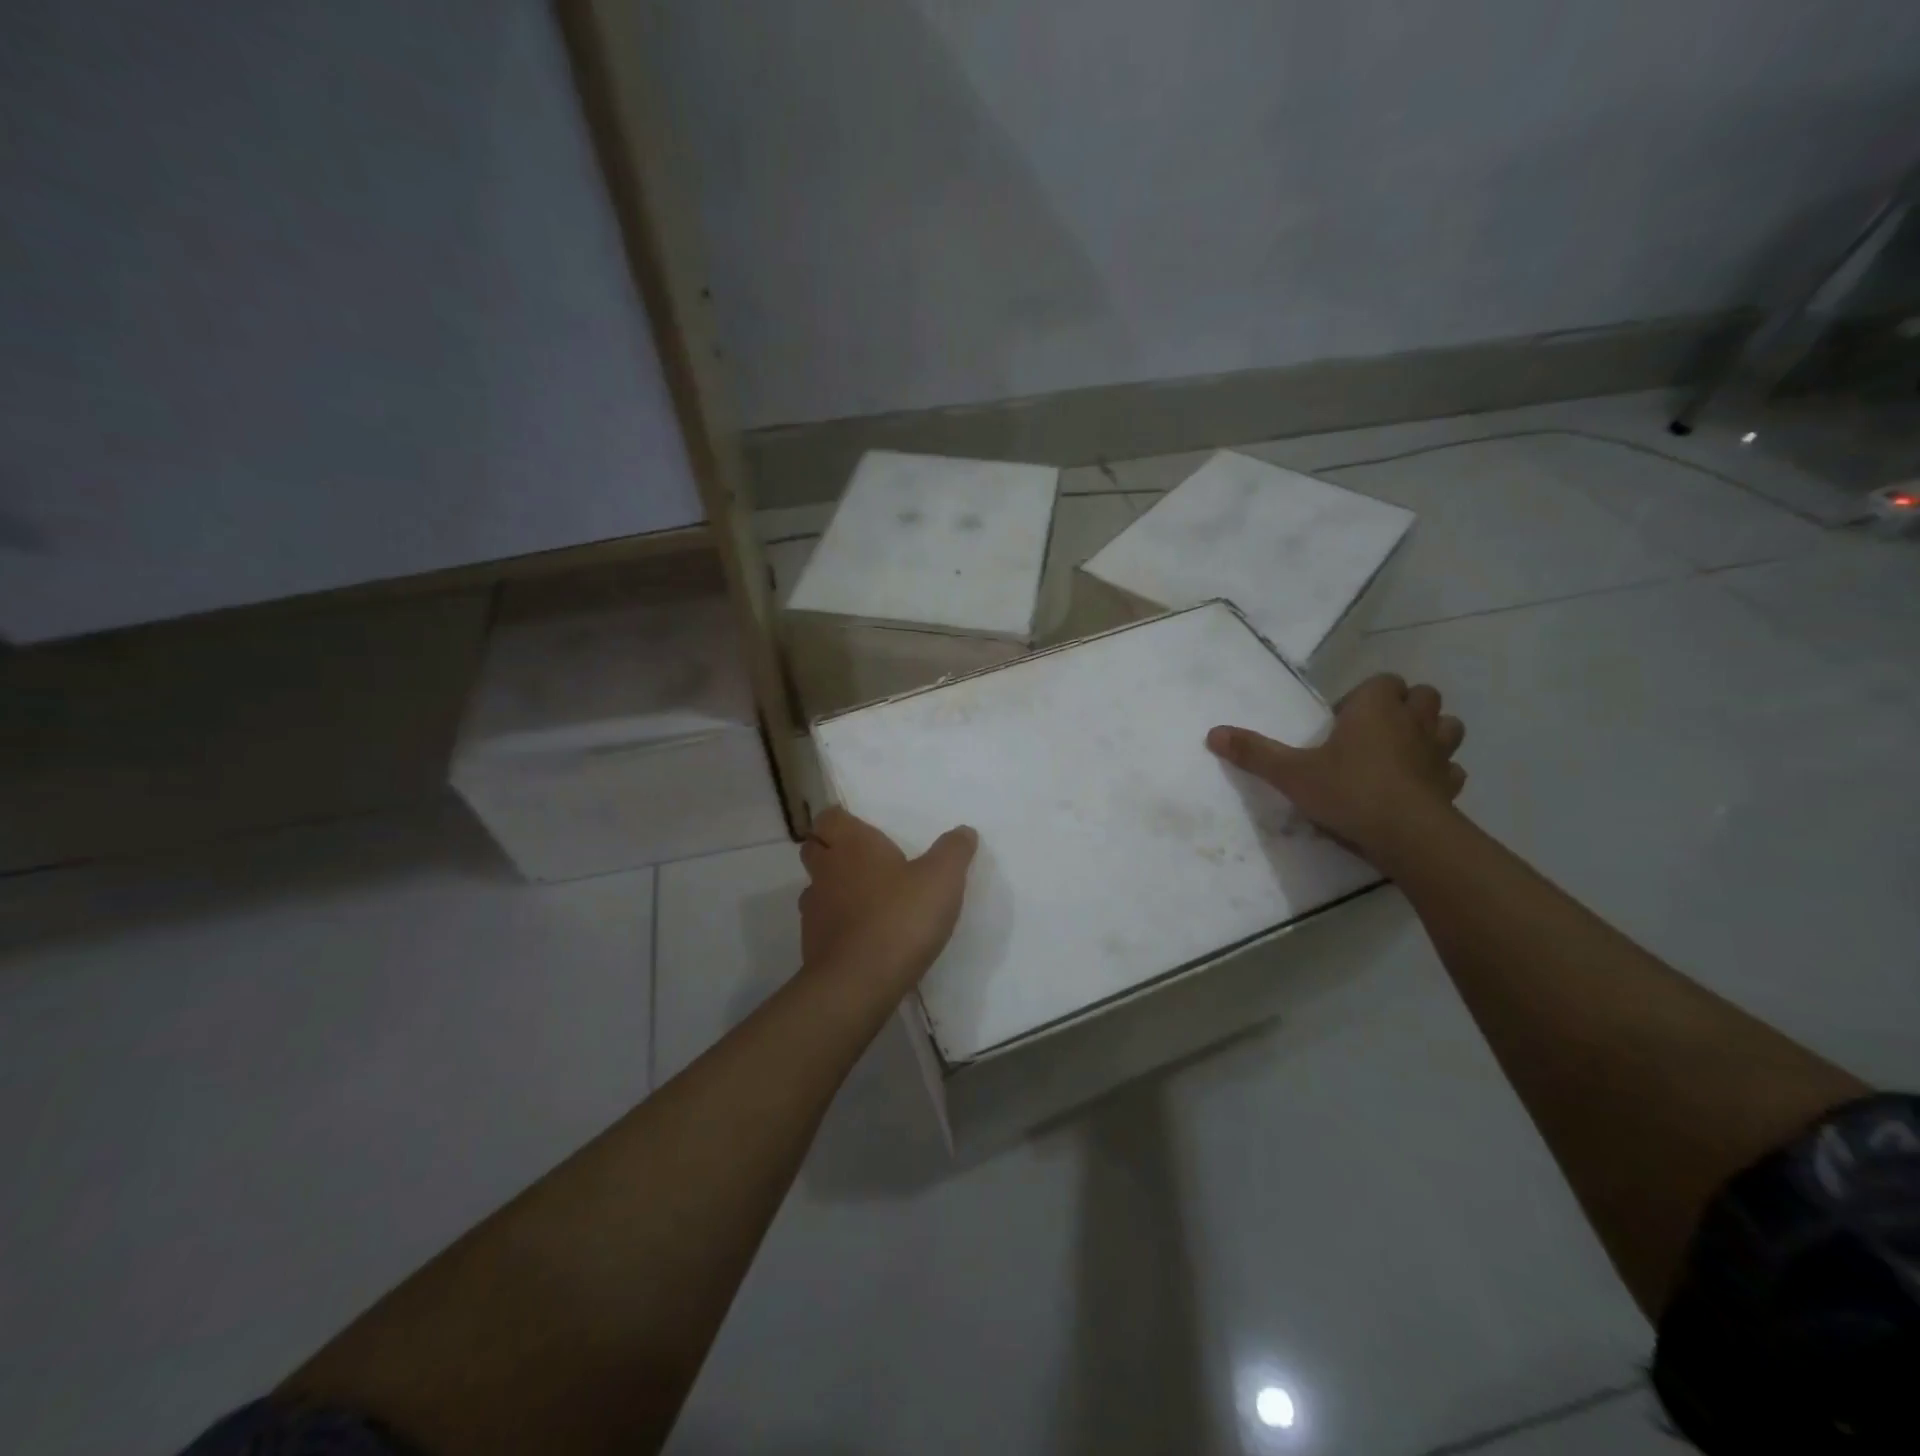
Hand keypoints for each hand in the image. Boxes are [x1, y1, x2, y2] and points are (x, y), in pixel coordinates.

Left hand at [799, 807, 978, 985]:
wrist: (859, 983)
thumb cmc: (900, 917)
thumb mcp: (942, 879)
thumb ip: (954, 851)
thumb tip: (964, 831)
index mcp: (852, 845)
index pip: (829, 817)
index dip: (840, 820)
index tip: (859, 827)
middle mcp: (826, 871)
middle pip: (814, 848)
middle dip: (832, 850)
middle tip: (863, 860)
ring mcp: (814, 910)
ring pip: (815, 888)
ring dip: (833, 888)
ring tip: (864, 899)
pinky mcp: (812, 945)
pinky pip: (822, 924)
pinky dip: (837, 924)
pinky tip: (862, 936)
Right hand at [1206, 673, 1465, 864]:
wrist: (1407, 836)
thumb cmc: (1347, 791)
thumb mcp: (1290, 773)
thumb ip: (1254, 752)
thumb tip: (1213, 733)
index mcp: (1375, 709)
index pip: (1382, 681)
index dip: (1365, 695)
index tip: (1342, 721)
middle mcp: (1412, 722)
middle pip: (1422, 696)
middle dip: (1404, 707)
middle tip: (1372, 732)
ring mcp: (1438, 754)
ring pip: (1447, 727)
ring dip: (1430, 733)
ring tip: (1401, 753)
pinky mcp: (1451, 786)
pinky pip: (1451, 769)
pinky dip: (1439, 773)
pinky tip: (1419, 786)